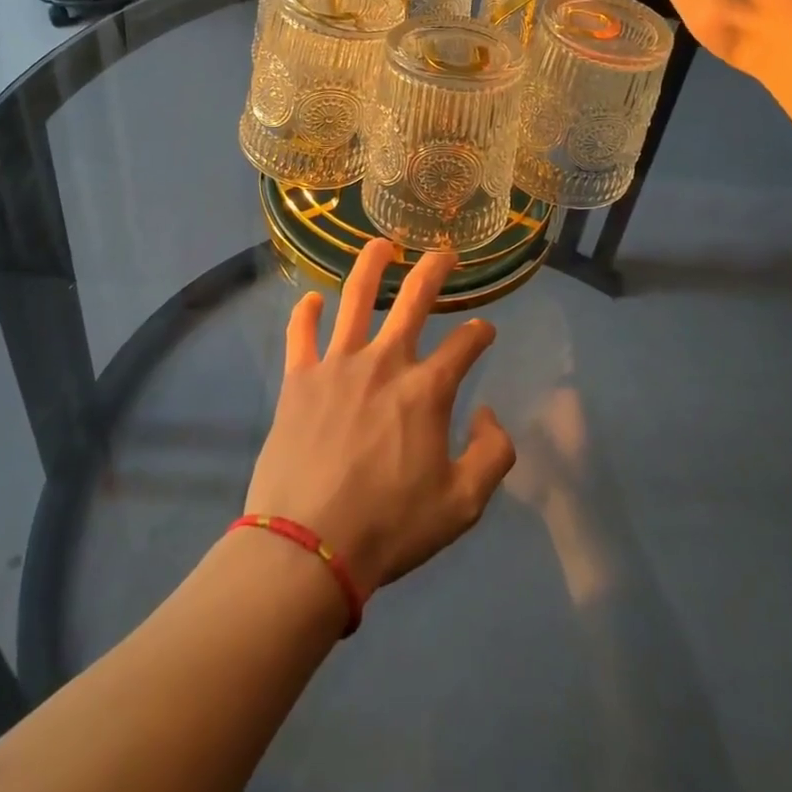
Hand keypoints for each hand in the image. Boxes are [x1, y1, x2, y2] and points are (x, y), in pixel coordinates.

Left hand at [245, 241, 516, 595]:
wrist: (310, 547)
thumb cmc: (390, 527)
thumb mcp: (463, 505)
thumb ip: (493, 454)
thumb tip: (488, 413)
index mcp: (426, 390)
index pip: (465, 344)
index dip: (481, 333)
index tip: (485, 331)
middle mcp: (384, 362)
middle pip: (414, 300)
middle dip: (434, 270)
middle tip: (444, 252)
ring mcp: (337, 364)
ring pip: (355, 298)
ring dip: (370, 265)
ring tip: (380, 244)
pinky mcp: (299, 378)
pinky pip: (301, 333)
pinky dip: (306, 312)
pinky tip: (311, 298)